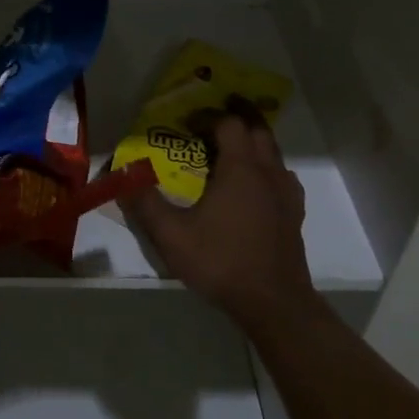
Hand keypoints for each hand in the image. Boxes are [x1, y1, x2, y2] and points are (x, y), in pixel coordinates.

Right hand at [127, 106, 314, 330]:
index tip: (188, 122)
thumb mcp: (172, 236)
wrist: (274, 303)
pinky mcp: (294, 213)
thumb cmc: (222, 262)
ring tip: (231, 150)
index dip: (209, 116)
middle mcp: (268, 172)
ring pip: (274, 152)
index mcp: (240, 168)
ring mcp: (286, 192)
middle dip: (237, 117)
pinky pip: (283, 176)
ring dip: (254, 142)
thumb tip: (123, 175)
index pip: (229, 123)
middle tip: (213, 120)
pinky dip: (268, 168)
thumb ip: (145, 203)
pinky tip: (255, 186)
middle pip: (258, 130)